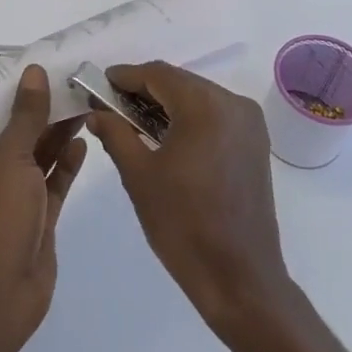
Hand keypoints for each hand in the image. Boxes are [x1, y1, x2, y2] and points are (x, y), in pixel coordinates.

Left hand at [0, 65, 86, 348]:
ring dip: (57, 133)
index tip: (31, 65)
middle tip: (68, 79)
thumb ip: (25, 117)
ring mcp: (13, 198)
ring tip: (82, 101)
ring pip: (38, 157)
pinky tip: (83, 140)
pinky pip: (54, 183)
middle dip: (39, 110)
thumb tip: (32, 72)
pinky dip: (67, 163)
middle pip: (15, 134)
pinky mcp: (38, 218)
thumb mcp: (8, 159)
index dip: (5, 91)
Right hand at [85, 61, 294, 340]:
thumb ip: (116, 134)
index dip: (126, 76)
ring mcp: (250, 123)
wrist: (239, 276)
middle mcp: (233, 104)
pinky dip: (188, 118)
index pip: (158, 74)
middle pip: (180, 82)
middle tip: (110, 105)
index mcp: (206, 106)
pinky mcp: (255, 143)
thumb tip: (97, 113)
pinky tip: (164, 136)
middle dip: (144, 90)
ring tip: (132, 122)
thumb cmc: (183, 224)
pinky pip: (215, 115)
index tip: (99, 84)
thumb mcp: (139, 176)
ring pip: (198, 97)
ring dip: (166, 104)